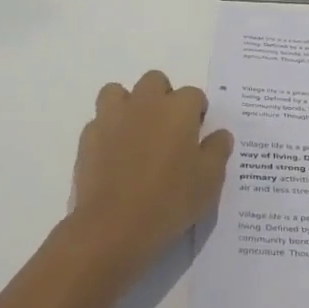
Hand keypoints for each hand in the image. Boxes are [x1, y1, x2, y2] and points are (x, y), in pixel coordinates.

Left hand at [70, 70, 233, 272]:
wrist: (113, 226)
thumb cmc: (169, 201)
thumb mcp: (209, 181)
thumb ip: (217, 151)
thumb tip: (220, 134)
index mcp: (178, 109)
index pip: (194, 95)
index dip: (197, 113)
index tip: (197, 135)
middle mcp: (145, 103)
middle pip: (155, 81)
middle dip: (163, 97)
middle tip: (167, 130)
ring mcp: (112, 117)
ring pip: (118, 92)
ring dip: (128, 105)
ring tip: (135, 133)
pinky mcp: (88, 136)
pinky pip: (99, 121)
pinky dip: (107, 131)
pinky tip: (113, 155)